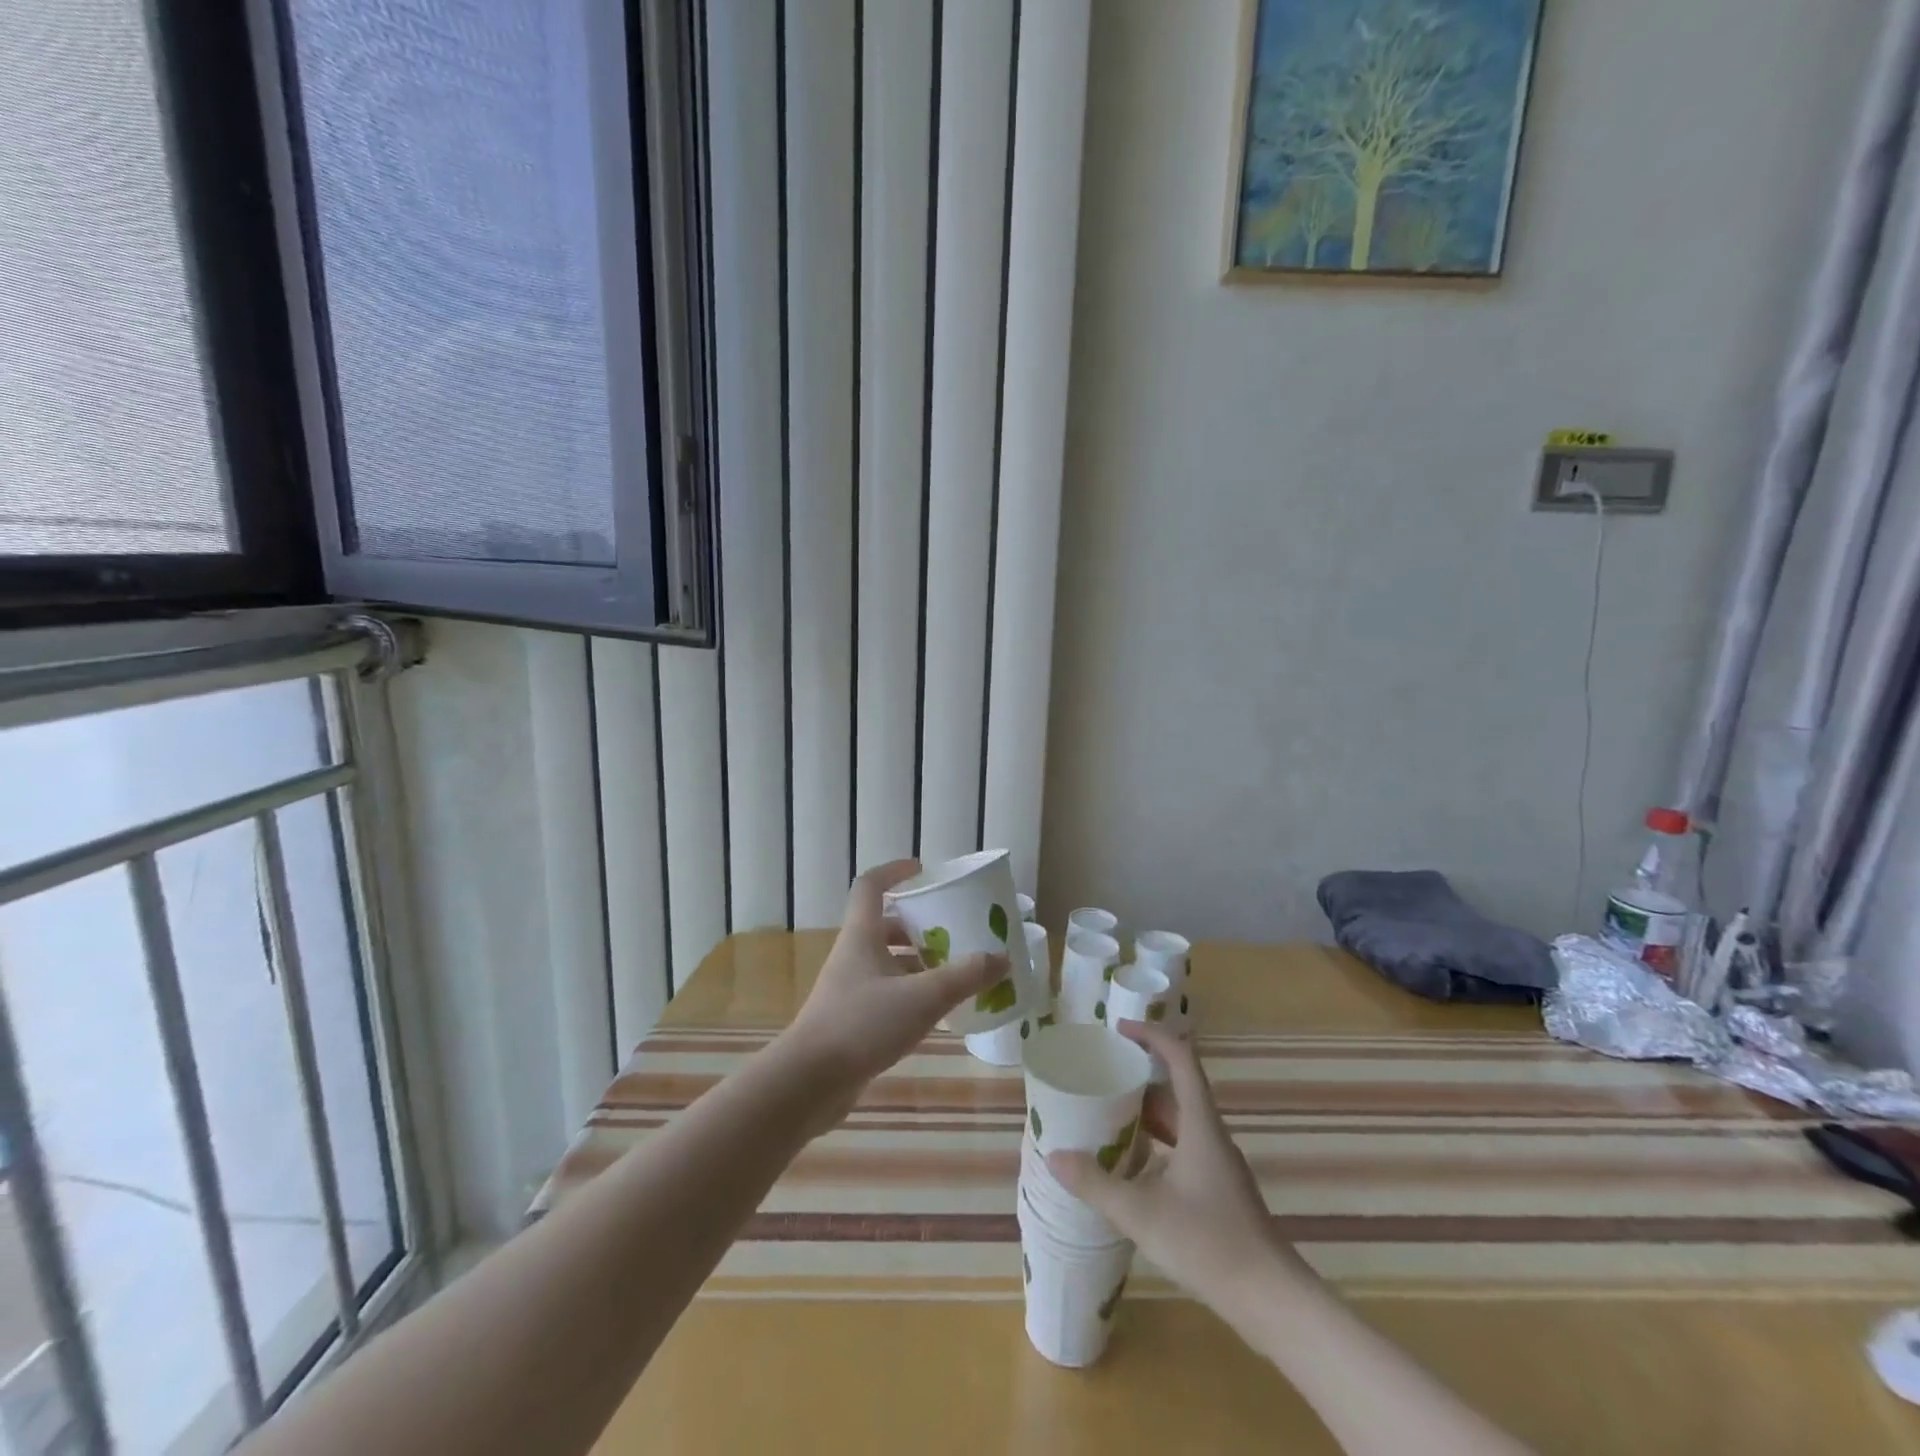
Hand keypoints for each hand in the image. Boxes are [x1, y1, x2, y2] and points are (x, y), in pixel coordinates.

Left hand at [782, 859, 1005, 1118]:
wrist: (809, 1083)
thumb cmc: (862, 1025)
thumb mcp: (922, 998)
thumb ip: (964, 977)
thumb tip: (1002, 958)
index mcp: (862, 936)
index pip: (871, 886)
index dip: (894, 872)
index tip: (923, 871)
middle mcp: (853, 955)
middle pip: (884, 926)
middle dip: (918, 925)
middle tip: (953, 929)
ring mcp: (849, 989)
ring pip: (887, 962)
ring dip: (918, 962)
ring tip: (955, 970)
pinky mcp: (851, 1020)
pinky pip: (886, 994)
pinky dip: (911, 993)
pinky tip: (936, 1012)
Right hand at [1047, 1019, 1308, 1322]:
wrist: (1272, 1300)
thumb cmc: (1209, 1243)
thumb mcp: (1142, 1214)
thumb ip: (1096, 1184)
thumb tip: (1054, 1156)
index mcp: (1200, 1124)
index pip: (1181, 1058)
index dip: (1152, 1036)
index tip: (1119, 1030)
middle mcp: (1211, 1135)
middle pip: (1176, 1089)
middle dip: (1139, 1076)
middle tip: (1102, 1076)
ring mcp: (1218, 1164)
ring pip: (1179, 1121)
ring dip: (1147, 1113)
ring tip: (1107, 1116)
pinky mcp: (1219, 1190)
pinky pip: (1183, 1147)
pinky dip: (1157, 1143)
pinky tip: (1133, 1167)